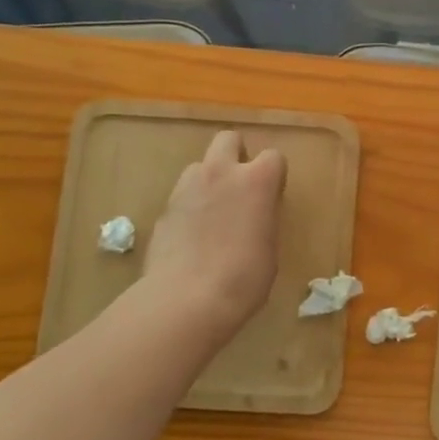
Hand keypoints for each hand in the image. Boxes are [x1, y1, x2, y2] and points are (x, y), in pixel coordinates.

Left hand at [142, 130, 286, 342]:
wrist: (185, 300)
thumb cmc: (243, 278)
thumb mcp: (269, 248)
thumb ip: (262, 219)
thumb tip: (253, 217)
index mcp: (256, 180)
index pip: (273, 156)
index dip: (274, 175)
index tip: (272, 197)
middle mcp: (220, 173)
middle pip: (228, 139)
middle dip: (236, 155)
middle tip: (240, 188)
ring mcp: (186, 188)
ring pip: (200, 166)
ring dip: (209, 180)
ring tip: (213, 214)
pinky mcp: (163, 209)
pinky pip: (182, 196)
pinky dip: (189, 208)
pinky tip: (192, 238)